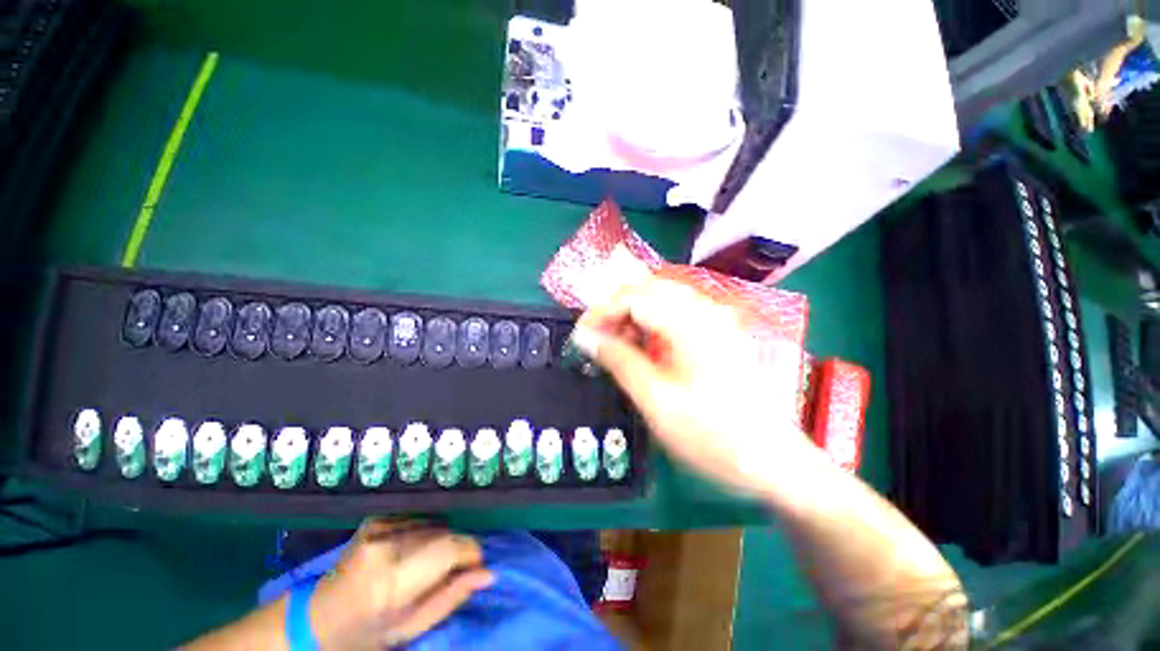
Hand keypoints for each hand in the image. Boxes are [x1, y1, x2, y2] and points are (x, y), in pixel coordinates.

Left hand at [308, 519, 492, 649]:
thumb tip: (488, 574)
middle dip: (457, 549)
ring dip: (441, 540)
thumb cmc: (366, 633)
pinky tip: (412, 552)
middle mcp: (386, 544)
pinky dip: (425, 532)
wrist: (317, 618)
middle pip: (444, 533)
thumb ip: (450, 598)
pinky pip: (417, 518)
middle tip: (452, 571)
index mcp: (392, 579)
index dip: (470, 553)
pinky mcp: (375, 519)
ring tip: (428, 565)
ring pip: (433, 523)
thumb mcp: (410, 628)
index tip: (476, 567)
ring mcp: (378, 527)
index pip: (449, 548)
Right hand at [573, 276, 815, 496]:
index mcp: (690, 322)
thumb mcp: (655, 399)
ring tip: (617, 344)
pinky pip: (676, 313)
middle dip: (616, 310)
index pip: (633, 296)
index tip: (581, 336)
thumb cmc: (711, 434)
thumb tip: (585, 337)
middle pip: (648, 290)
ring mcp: (716, 319)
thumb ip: (618, 360)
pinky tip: (645, 347)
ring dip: (633, 315)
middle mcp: (705, 310)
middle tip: (598, 339)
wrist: (773, 460)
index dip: (601, 312)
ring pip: (662, 299)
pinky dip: (652, 323)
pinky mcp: (719, 332)